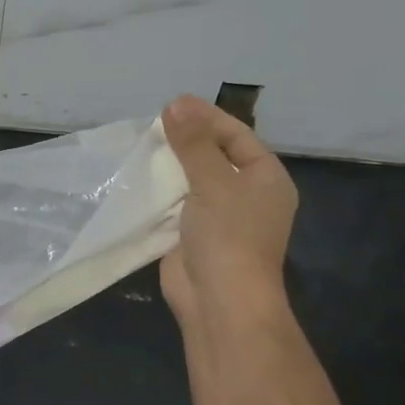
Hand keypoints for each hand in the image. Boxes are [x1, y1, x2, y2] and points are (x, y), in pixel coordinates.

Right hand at [159, 94, 298, 334]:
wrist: (219, 300)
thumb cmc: (228, 235)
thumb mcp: (213, 181)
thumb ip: (193, 142)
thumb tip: (175, 104)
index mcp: (266, 179)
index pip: (237, 136)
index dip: (207, 117)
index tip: (173, 103)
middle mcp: (247, 194)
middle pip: (215, 155)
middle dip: (187, 138)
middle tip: (154, 120)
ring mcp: (220, 216)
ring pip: (194, 178)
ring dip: (171, 163)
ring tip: (142, 142)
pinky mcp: (194, 234)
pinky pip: (177, 201)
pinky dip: (161, 188)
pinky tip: (138, 175)